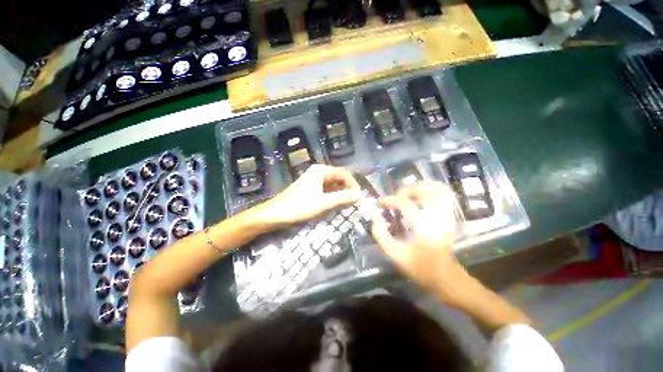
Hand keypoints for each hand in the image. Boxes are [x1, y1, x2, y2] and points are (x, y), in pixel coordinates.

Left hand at [258, 164, 360, 226]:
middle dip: (348, 188)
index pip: (344, 173)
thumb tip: (359, 195)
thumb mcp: (323, 203)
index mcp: (321, 171)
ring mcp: (313, 179)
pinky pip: (326, 189)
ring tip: (349, 203)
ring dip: (341, 192)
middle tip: (355, 201)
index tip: (360, 196)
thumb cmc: (299, 206)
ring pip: (333, 184)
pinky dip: (333, 195)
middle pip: (338, 177)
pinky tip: (337, 203)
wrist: (275, 214)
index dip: (353, 184)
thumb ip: (342, 198)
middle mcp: (318, 172)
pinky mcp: (310, 188)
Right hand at [372, 182, 466, 295]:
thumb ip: (380, 233)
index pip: (404, 203)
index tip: (380, 203)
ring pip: (436, 188)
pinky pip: (446, 193)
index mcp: (423, 226)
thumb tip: (375, 216)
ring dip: (419, 187)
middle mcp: (437, 216)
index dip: (389, 200)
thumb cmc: (419, 266)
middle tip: (395, 199)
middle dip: (404, 192)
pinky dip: (433, 188)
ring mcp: (447, 214)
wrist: (444, 276)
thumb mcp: (394, 253)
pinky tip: (422, 194)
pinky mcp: (450, 215)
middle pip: (421, 191)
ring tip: (407, 194)